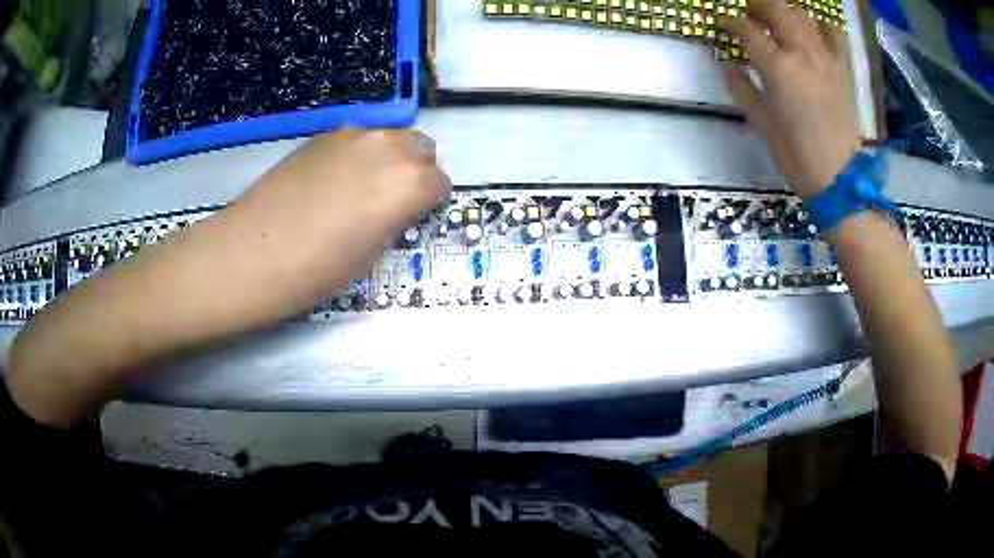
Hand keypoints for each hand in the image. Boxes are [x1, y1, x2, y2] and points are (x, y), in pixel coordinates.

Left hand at [231, 127, 450, 289]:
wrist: (253, 251)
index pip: (439, 182)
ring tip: (362, 188)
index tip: (417, 215)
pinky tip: (332, 182)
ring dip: (389, 158)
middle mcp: (385, 148)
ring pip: (388, 138)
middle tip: (396, 199)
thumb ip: (393, 220)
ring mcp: (351, 136)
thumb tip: (394, 208)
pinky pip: (356, 140)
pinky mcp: (321, 136)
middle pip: (421, 147)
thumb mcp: (371, 255)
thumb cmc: (316, 269)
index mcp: (407, 182)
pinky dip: (358, 155)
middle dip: (417, 170)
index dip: (431, 201)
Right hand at [722, 0, 860, 198]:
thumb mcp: (761, 124)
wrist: (839, 178)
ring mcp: (826, 59)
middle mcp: (802, 54)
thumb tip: (728, 67)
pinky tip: (814, 31)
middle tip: (749, 11)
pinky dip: (821, 25)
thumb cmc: (796, 155)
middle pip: (777, 10)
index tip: (723, 23)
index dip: (731, 22)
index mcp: (778, 68)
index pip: (748, 30)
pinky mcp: (843, 69)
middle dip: (758, 5)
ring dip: (786, 11)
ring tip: (778, 19)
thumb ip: (742, 89)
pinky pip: (834, 34)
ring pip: (803, 16)